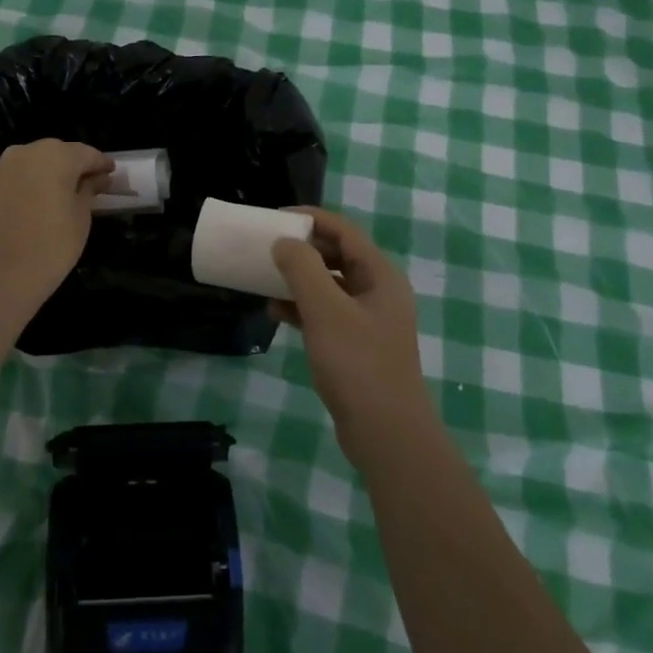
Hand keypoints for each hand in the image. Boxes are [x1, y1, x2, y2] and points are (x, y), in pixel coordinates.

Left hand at [0, 140, 113, 317]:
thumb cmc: (51, 248)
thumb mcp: (81, 219)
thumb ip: (89, 190)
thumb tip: (97, 178)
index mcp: (54, 156)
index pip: (85, 153)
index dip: (100, 163)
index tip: (110, 172)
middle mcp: (21, 154)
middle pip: (52, 154)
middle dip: (68, 166)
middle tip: (82, 184)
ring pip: (25, 166)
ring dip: (40, 176)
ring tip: (50, 198)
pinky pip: (4, 183)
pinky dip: (16, 190)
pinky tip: (22, 211)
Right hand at [271, 208, 434, 469]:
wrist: (387, 433)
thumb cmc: (358, 364)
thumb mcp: (325, 310)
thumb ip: (302, 269)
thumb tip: (284, 242)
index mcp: (380, 275)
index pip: (343, 231)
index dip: (310, 218)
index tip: (274, 218)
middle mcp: (378, 291)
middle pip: (337, 255)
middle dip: (302, 249)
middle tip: (267, 248)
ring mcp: (369, 319)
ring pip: (330, 285)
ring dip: (299, 279)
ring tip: (266, 280)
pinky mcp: (358, 344)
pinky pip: (327, 312)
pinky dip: (303, 308)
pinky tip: (277, 314)